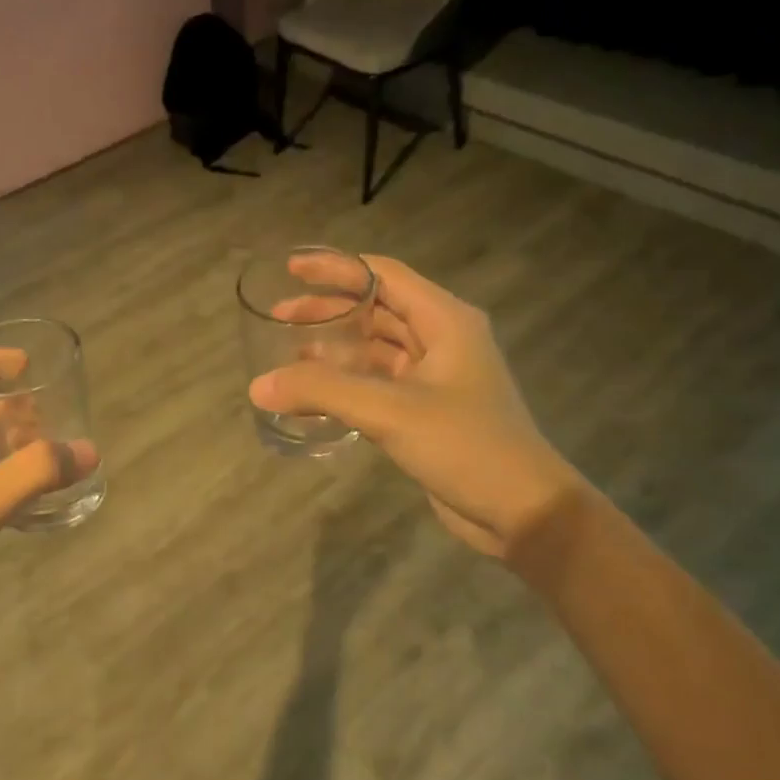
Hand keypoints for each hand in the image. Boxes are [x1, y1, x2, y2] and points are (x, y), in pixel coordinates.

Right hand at [250, 255, 579, 556]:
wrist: (522, 511)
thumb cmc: (466, 446)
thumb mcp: (391, 411)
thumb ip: (322, 392)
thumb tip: (257, 385)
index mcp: (445, 321)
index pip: (383, 275)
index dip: (336, 268)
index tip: (291, 268)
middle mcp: (441, 340)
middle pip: (375, 310)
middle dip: (327, 311)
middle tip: (279, 316)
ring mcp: (435, 378)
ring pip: (374, 350)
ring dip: (333, 350)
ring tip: (286, 355)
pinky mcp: (425, 412)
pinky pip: (376, 385)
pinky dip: (344, 385)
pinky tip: (311, 396)